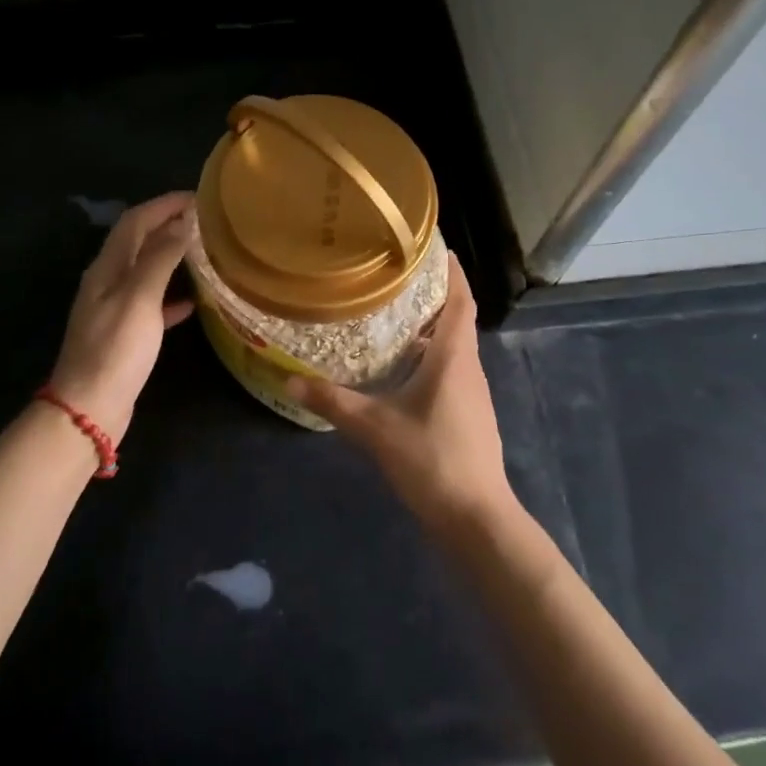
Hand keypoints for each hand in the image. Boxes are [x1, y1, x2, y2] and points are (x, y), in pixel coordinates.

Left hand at [49, 192, 195, 440]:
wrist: (90, 407)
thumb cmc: (115, 350)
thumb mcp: (139, 299)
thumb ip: (160, 259)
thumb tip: (182, 223)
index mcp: (107, 268)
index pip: (135, 221)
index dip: (164, 204)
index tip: (198, 196)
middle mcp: (108, 281)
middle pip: (138, 241)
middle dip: (168, 224)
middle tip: (206, 220)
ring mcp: (114, 308)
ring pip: (146, 270)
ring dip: (172, 255)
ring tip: (204, 251)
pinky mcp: (125, 333)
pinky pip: (152, 302)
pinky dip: (171, 294)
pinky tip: (193, 301)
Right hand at [287, 254, 517, 533]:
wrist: (476, 517)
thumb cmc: (432, 459)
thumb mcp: (375, 428)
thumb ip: (333, 401)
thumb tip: (289, 379)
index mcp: (454, 357)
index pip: (460, 301)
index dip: (451, 273)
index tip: (436, 248)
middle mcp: (468, 368)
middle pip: (457, 320)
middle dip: (434, 296)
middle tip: (398, 277)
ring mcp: (472, 394)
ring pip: (454, 347)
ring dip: (432, 328)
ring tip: (395, 316)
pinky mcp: (469, 415)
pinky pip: (451, 371)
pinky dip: (432, 357)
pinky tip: (404, 369)